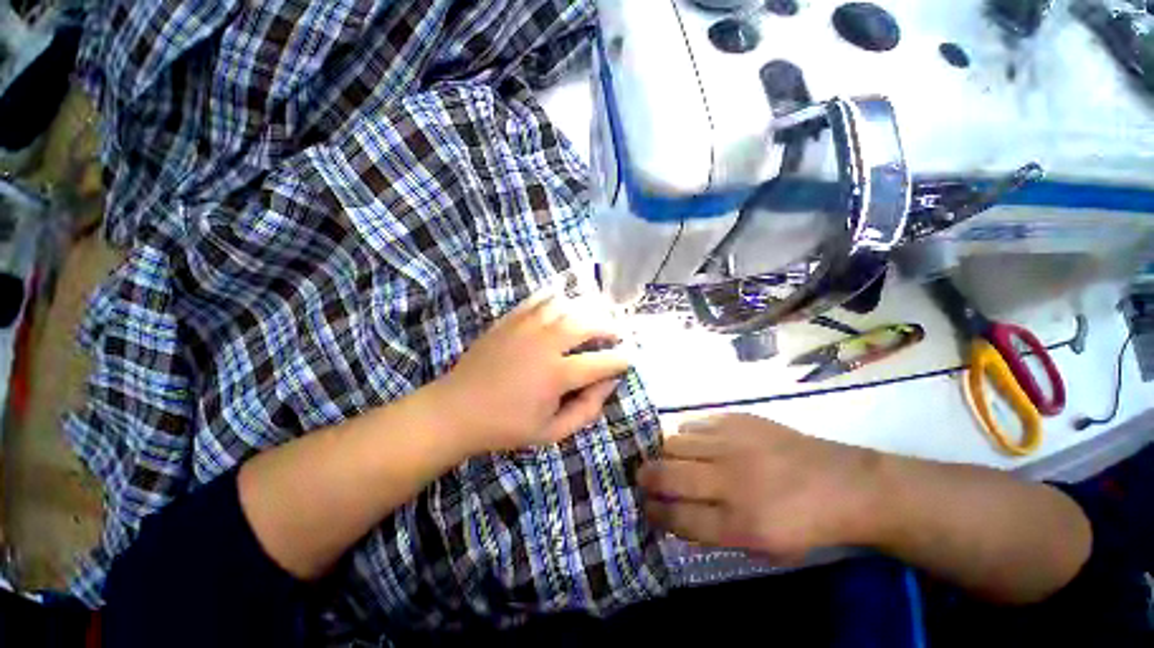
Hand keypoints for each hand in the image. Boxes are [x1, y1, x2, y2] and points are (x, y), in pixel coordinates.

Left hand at [430, 287, 630, 454]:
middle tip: (617, 333)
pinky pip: (539, 298)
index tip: (631, 357)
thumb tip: (608, 384)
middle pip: (588, 323)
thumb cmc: (506, 426)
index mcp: (556, 375)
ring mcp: (526, 327)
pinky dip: (556, 297)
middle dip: (610, 327)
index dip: (623, 359)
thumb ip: (586, 411)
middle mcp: (546, 344)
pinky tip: (564, 302)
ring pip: (567, 305)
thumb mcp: (551, 433)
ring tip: (594, 318)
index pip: (602, 362)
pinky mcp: (510, 319)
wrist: (456, 409)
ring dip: (587, 309)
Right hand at [638, 415, 882, 563]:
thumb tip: (674, 515)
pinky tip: (696, 443)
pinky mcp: (738, 420)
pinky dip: (687, 435)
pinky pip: (694, 423)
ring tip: (671, 459)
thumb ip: (715, 533)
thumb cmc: (804, 525)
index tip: (646, 507)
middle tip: (643, 478)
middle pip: (667, 475)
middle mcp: (730, 480)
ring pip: (675, 443)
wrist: (844, 484)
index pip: (678, 517)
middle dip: (647, 478)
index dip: (655, 512)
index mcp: (740, 523)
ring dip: (666, 454)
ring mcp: (733, 444)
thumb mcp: (763, 548)